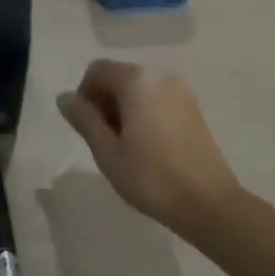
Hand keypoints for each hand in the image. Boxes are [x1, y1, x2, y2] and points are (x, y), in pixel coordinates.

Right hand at [57, 60, 239, 234]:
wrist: (210, 205)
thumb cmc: (151, 177)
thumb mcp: (106, 151)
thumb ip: (83, 119)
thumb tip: (64, 98)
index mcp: (136, 80)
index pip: (97, 70)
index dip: (83, 94)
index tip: (85, 127)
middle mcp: (160, 77)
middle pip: (119, 77)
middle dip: (104, 103)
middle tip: (103, 141)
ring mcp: (181, 92)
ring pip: (139, 90)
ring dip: (123, 110)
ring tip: (125, 149)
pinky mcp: (194, 110)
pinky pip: (158, 101)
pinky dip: (144, 115)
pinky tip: (147, 148)